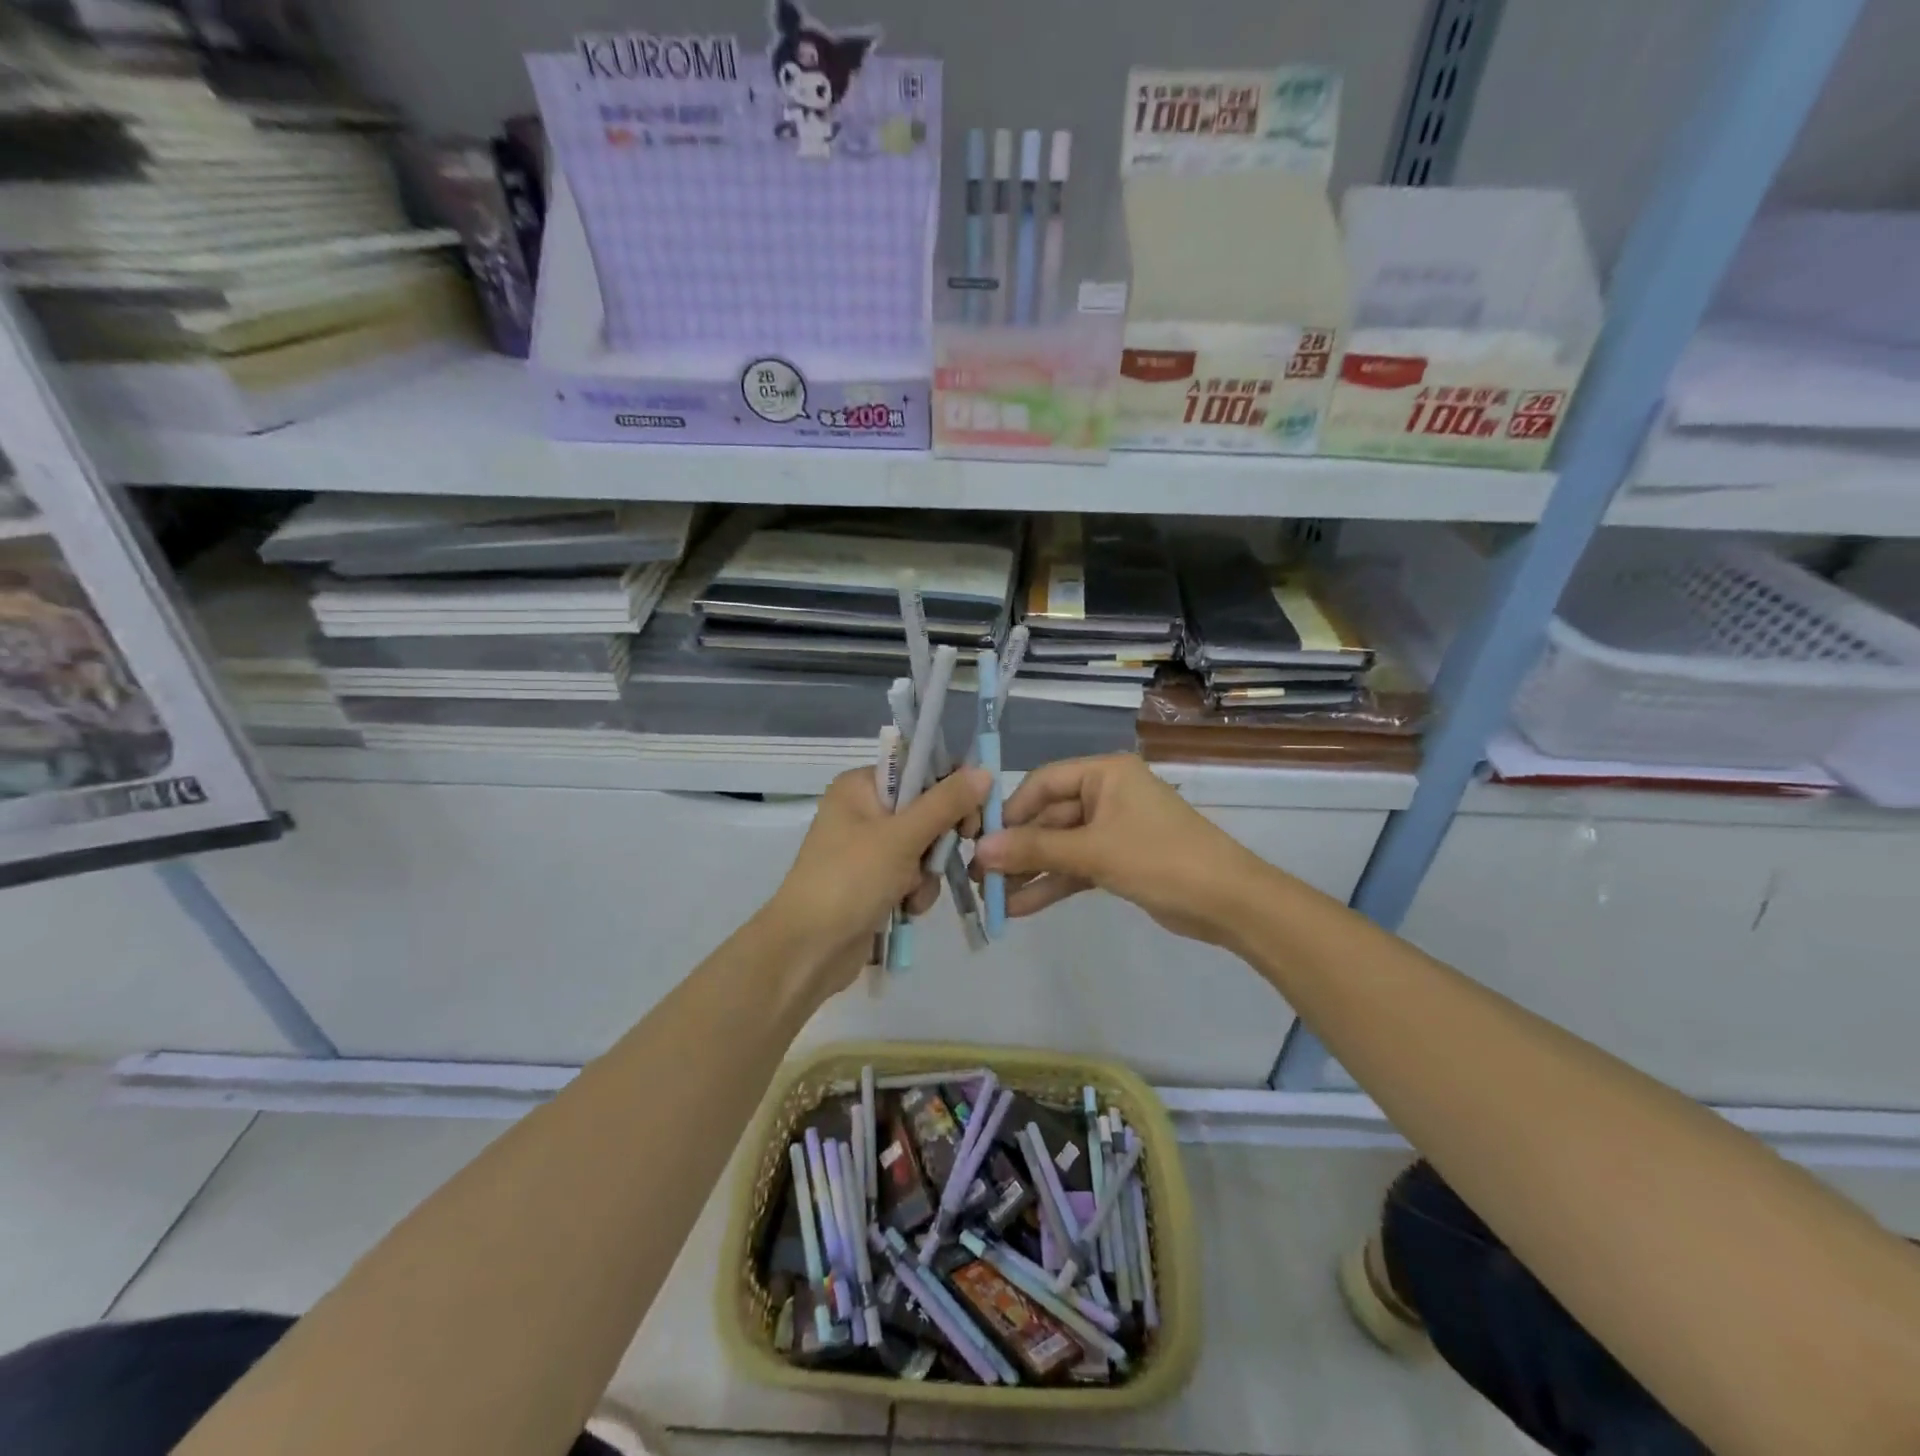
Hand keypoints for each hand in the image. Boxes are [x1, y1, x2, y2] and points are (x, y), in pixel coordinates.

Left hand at [760, 764, 990, 996]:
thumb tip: (984, 771)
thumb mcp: (902, 837)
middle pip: (925, 810)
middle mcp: (863, 811)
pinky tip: (905, 909)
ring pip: (923, 847)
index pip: (918, 770)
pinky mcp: (873, 882)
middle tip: (944, 857)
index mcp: (860, 786)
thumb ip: (946, 803)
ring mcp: (867, 849)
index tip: (970, 817)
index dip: (950, 789)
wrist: (808, 950)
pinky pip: (911, 875)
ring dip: (927, 872)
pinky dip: (915, 891)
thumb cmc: (850, 880)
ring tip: (911, 892)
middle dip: (937, 841)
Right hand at [972, 753, 1270, 946]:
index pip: (1044, 782)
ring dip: (1030, 872)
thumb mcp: (1094, 852)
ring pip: (1061, 847)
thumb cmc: (1160, 859)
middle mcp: (1107, 795)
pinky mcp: (1119, 861)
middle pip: (1049, 818)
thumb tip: (981, 851)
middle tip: (981, 878)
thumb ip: (1036, 850)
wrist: (1228, 902)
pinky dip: (1053, 885)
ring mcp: (1113, 830)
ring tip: (993, 899)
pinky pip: (1077, 868)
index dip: (1012, 811)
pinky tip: (1021, 907)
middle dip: (1018, 849)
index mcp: (1105, 774)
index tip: (982, 840)